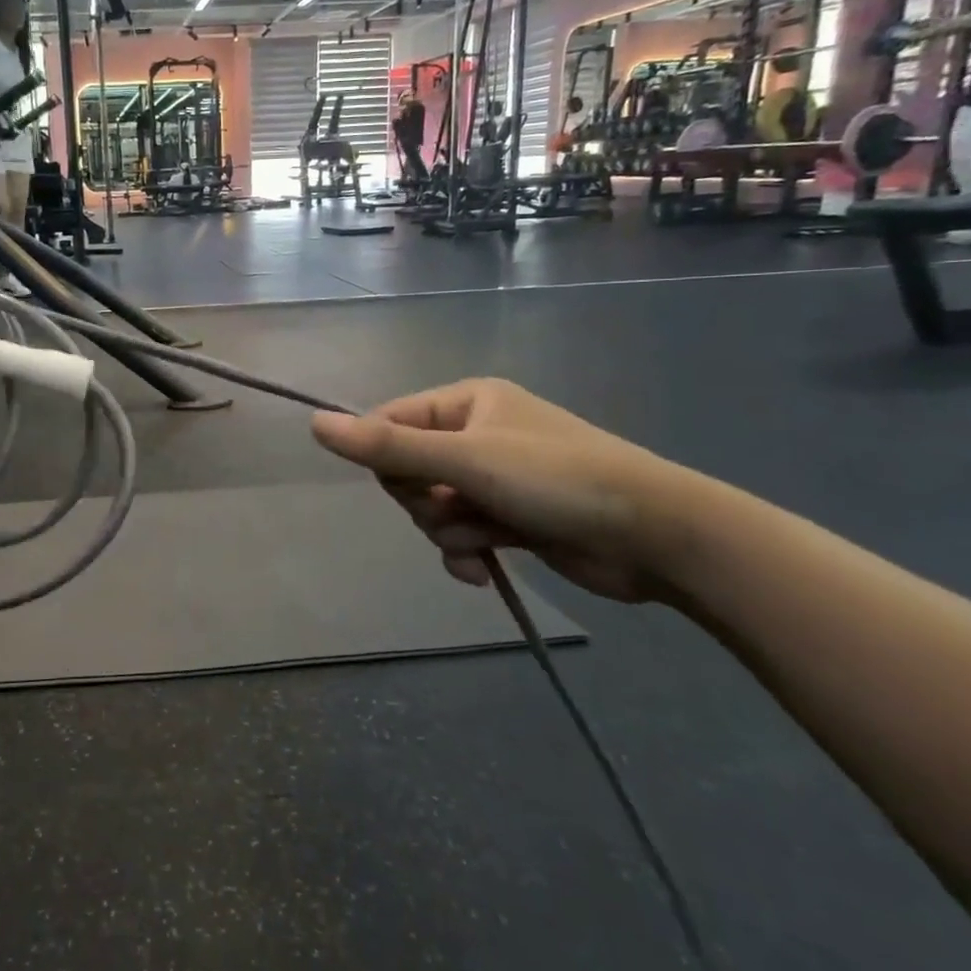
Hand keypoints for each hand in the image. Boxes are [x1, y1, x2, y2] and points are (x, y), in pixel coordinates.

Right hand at [311, 378, 688, 604]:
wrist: (656, 535)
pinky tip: (484, 568)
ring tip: (482, 542)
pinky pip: (462, 532)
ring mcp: (495, 477)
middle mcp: (477, 433)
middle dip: (424, 501)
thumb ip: (387, 446)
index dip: (388, 461)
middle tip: (455, 510)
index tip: (410, 485)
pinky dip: (466, 551)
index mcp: (466, 402)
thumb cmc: (556, 480)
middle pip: (409, 470)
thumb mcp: (465, 459)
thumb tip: (314, 423)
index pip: (390, 424)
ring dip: (448, 531)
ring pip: (433, 506)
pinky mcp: (511, 517)